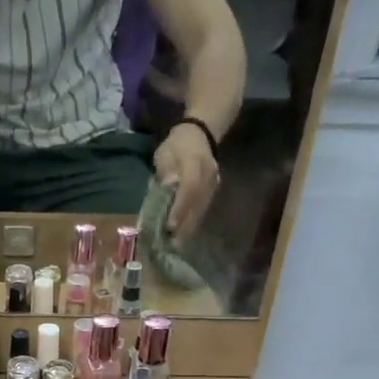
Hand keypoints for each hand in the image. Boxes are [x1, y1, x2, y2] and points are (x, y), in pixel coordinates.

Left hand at [151, 122, 219, 237]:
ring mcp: (213, 184)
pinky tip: (183, 233)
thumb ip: (166, 170)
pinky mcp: (213, 190)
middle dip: (184, 225)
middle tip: (170, 245)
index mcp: (195, 163)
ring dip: (189, 227)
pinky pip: (203, 208)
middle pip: (197, 204)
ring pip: (201, 209)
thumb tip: (169, 186)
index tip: (170, 226)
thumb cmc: (176, 145)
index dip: (180, 208)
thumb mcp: (165, 153)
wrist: (200, 133)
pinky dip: (193, 221)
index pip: (189, 189)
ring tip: (176, 244)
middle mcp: (208, 176)